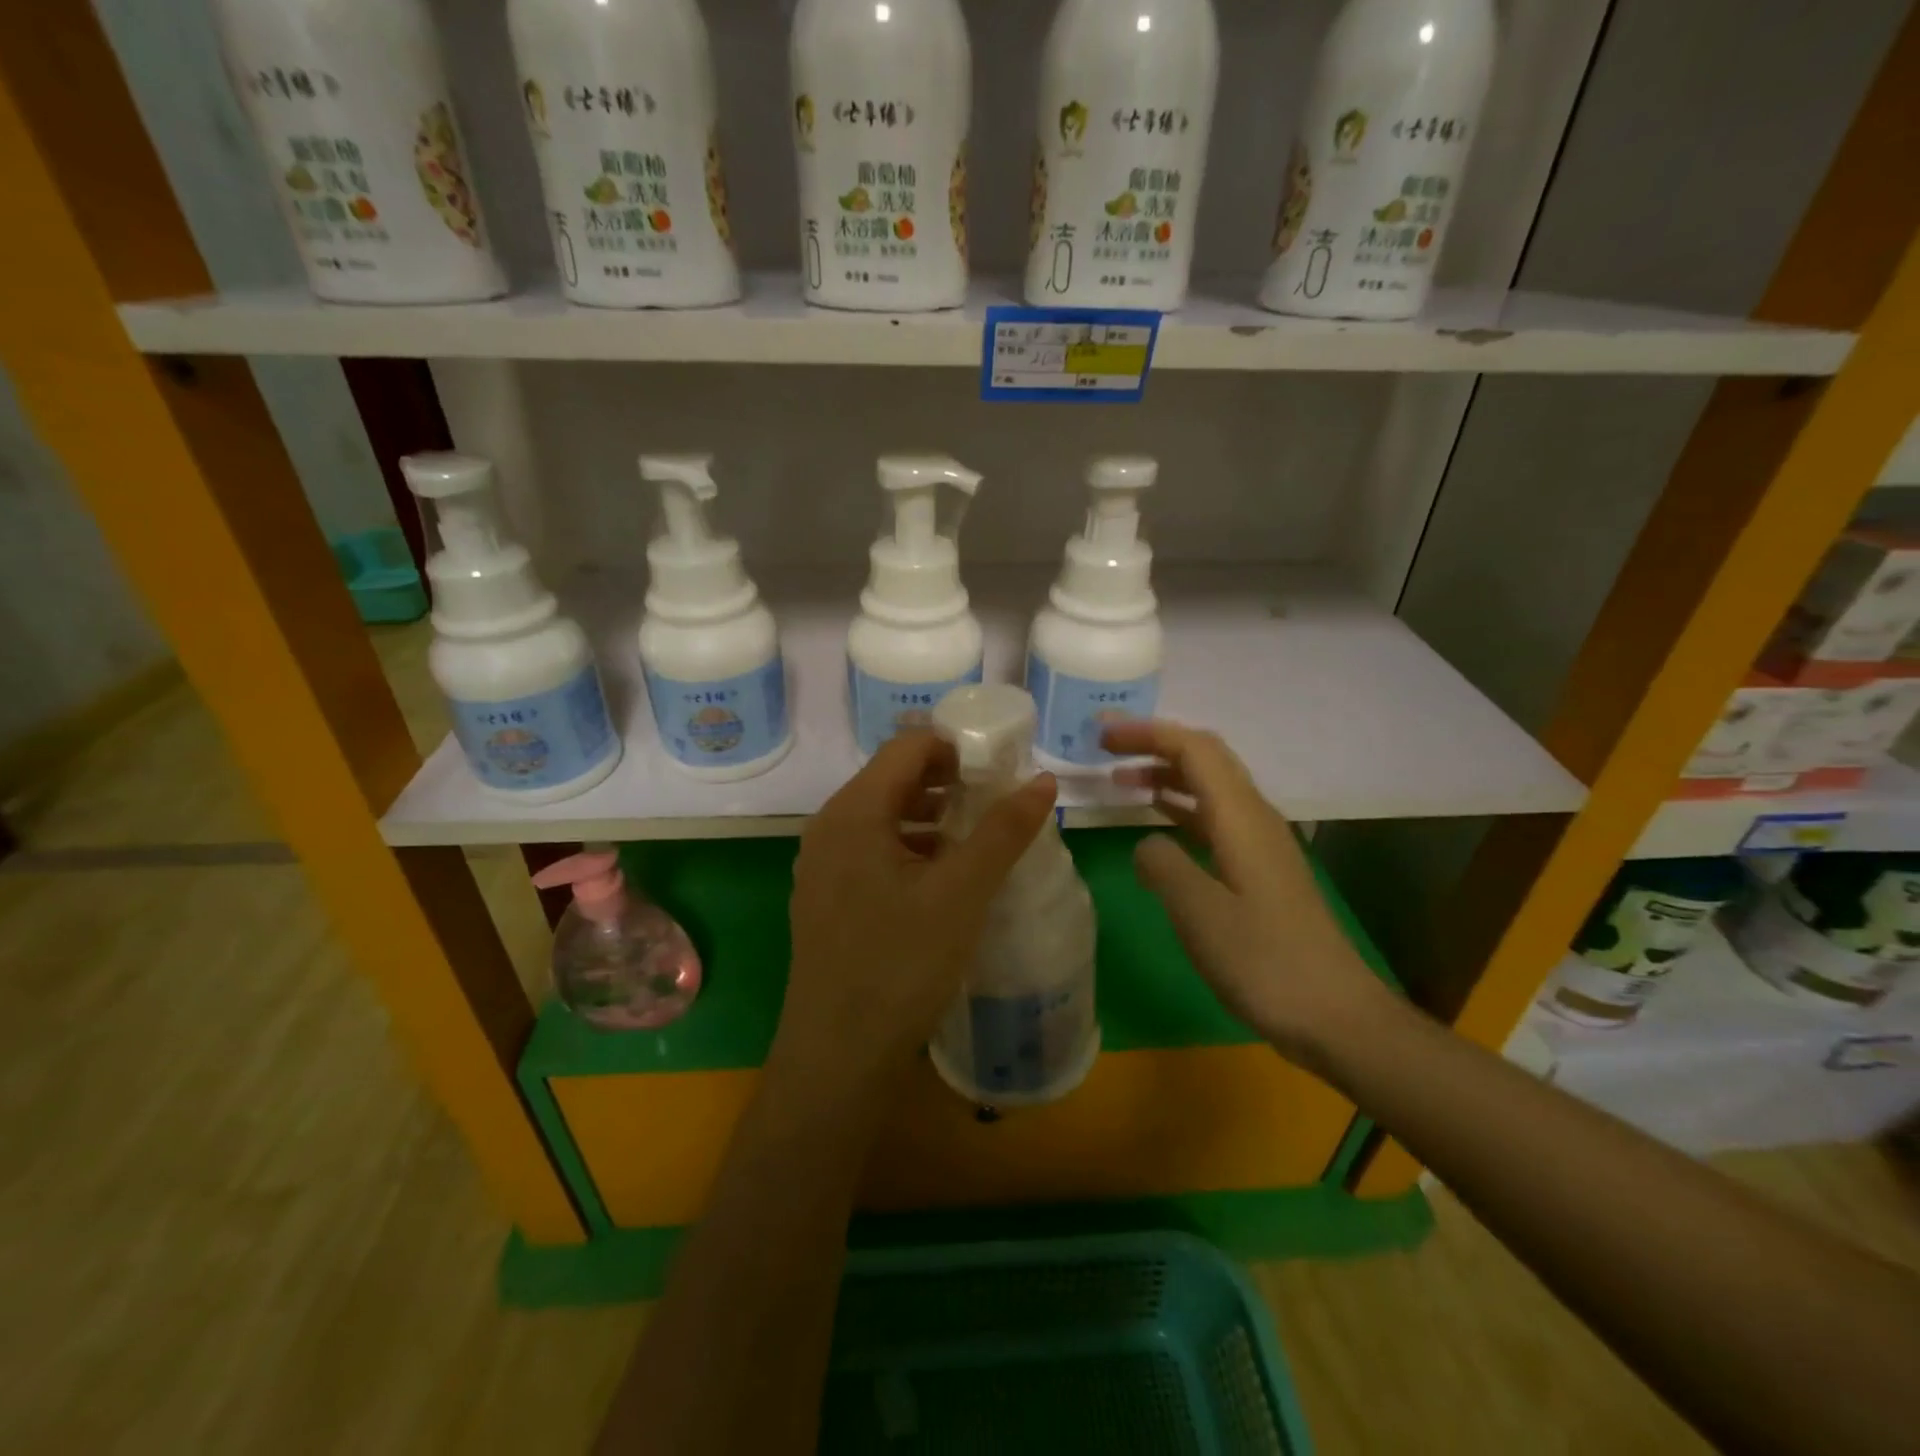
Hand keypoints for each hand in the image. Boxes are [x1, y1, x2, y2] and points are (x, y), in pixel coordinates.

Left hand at [777, 731, 1057, 1097]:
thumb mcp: (962, 893)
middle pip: (894, 778)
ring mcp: (823, 865)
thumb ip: (1003, 831)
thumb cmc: (900, 966)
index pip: (907, 747)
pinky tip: (945, 876)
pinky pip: (874, 850)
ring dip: (933, 816)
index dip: (956, 747)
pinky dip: (912, 847)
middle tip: (998, 800)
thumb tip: (1043, 781)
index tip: (1001, 766)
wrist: (838, 1057)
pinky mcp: (827, 897)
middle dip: (949, 781)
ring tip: (980, 836)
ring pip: (885, 817)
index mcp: (853, 812)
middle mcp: (829, 827)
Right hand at [1104, 720, 1389, 1068]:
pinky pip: (1214, 819)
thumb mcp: (1199, 913)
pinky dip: (1179, 808)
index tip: (1101, 735)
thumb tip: (1146, 842)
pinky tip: (1158, 822)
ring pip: (1209, 788)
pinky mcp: (1260, 870)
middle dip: (1154, 745)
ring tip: (1120, 780)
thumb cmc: (1264, 962)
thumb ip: (1162, 865)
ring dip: (1165, 775)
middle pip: (1204, 759)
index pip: (1194, 749)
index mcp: (1240, 817)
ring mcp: (1260, 844)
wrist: (1335, 1015)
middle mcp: (1254, 818)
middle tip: (1104, 749)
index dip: (1146, 733)